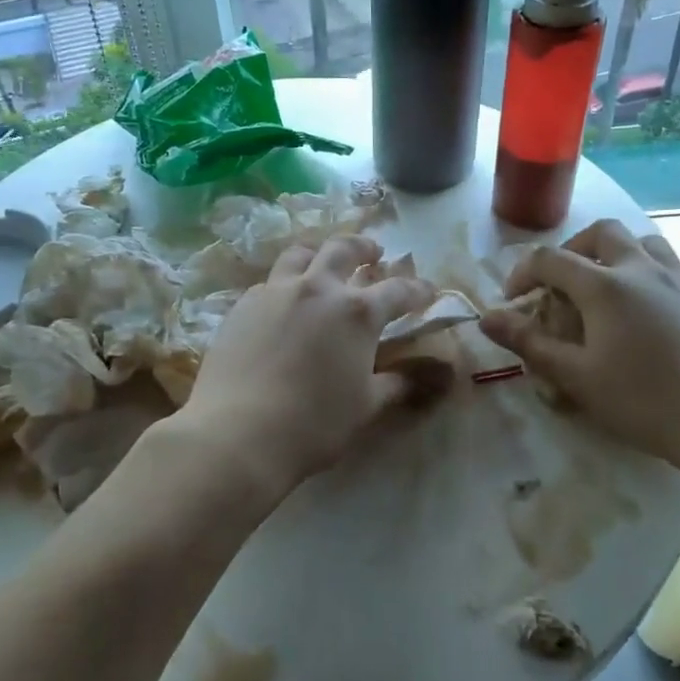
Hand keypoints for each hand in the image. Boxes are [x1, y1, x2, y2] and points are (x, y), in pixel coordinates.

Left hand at [181, 235, 434, 500]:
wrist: (237, 432)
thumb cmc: (313, 423)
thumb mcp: (366, 405)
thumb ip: (402, 383)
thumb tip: (442, 375)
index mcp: (356, 312)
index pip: (397, 290)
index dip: (418, 290)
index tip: (428, 292)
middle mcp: (318, 288)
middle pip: (344, 249)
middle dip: (365, 248)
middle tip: (374, 253)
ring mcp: (276, 291)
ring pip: (300, 254)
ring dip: (319, 254)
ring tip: (324, 263)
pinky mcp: (243, 304)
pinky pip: (270, 281)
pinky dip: (285, 283)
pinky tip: (284, 302)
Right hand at [478, 219, 679, 485]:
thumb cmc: (642, 400)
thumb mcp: (575, 376)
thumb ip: (529, 342)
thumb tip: (486, 317)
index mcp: (605, 285)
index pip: (550, 259)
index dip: (523, 274)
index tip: (513, 302)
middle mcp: (640, 269)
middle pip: (600, 233)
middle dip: (571, 250)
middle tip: (559, 284)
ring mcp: (675, 281)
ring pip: (640, 240)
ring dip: (611, 252)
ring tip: (599, 285)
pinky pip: (664, 263)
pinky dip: (640, 268)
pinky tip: (637, 308)